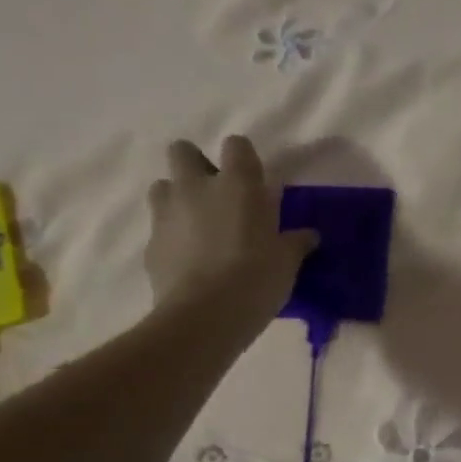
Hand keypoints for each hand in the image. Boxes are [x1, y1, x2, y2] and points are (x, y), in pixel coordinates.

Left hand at [144, 135, 316, 316]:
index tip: (253, 180)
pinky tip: (190, 261)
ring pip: (163, 187)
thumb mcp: (287, 261)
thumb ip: (296, 242)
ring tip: (199, 226)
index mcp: (237, 184)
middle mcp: (197, 188)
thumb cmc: (256, 277)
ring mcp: (167, 215)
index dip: (243, 159)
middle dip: (196, 165)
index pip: (236, 145)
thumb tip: (309, 236)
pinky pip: (160, 229)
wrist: (204, 316)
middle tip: (217, 194)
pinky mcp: (151, 245)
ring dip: (178, 198)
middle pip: (183, 152)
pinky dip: (172, 237)